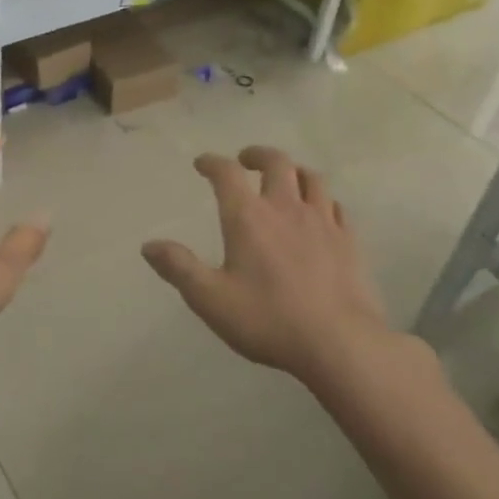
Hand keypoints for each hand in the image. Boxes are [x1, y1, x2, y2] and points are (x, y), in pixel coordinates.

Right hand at [143, 146, 385, 378]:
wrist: (340, 343)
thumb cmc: (268, 320)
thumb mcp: (210, 299)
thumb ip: (179, 268)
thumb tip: (149, 246)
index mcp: (248, 217)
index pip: (227, 173)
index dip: (212, 163)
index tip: (202, 164)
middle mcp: (286, 208)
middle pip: (276, 162)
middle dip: (257, 155)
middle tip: (245, 161)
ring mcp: (323, 222)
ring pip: (311, 178)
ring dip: (293, 171)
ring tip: (285, 179)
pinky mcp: (349, 241)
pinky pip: (336, 206)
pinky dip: (322, 200)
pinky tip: (320, 212)